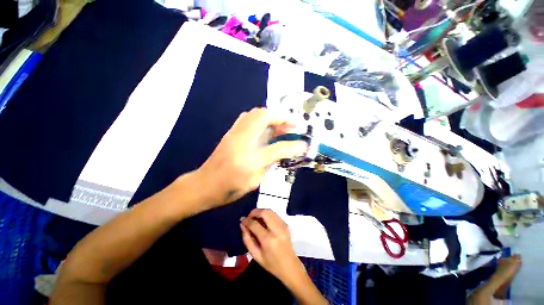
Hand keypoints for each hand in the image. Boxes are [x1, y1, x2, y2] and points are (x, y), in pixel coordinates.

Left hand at [196, 108, 306, 206]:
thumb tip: (282, 151)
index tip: (303, 143)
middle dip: (281, 118)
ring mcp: (233, 134)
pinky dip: (262, 118)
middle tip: (291, 127)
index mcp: (248, 161)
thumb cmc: (229, 189)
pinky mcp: (230, 132)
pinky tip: (267, 128)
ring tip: (281, 126)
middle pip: (263, 117)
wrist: (203, 185)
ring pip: (255, 113)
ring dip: (272, 116)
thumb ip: (270, 164)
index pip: (277, 148)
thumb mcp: (254, 182)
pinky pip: (248, 117)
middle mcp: (241, 143)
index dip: (293, 145)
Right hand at [240, 209, 305, 284]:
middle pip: (264, 212)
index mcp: (268, 240)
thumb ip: (247, 239)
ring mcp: (283, 225)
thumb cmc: (271, 264)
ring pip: (270, 211)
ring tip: (255, 217)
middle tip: (249, 216)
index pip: (255, 224)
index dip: (247, 220)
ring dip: (261, 211)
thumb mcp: (256, 255)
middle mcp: (277, 230)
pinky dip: (267, 214)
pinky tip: (263, 220)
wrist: (290, 266)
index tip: (242, 220)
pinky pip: (274, 214)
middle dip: (254, 212)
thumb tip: (242, 225)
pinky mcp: (286, 224)